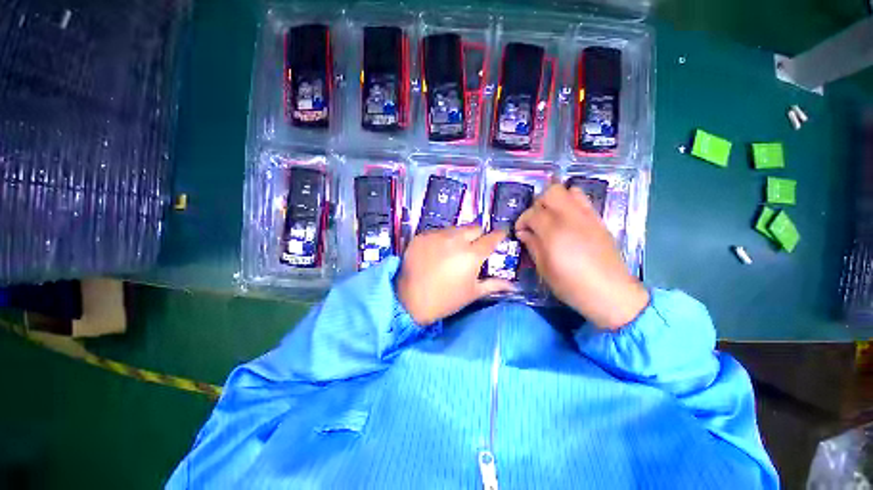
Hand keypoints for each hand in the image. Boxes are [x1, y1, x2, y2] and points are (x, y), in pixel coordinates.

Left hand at [397, 225, 514, 324]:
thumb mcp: (472, 293)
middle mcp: (456, 240)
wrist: (410, 301)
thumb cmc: (445, 300)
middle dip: (478, 234)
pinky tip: (436, 251)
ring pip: (455, 228)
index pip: (491, 237)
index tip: (501, 234)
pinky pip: (437, 232)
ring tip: (453, 250)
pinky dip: (441, 239)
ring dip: (458, 236)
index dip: (499, 234)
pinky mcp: (421, 236)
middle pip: (474, 227)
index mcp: (472, 254)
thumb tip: (513, 286)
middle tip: (474, 246)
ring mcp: (436, 235)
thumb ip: (494, 285)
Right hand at [515, 184, 648, 329]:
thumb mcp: (544, 269)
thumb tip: (523, 232)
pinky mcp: (599, 220)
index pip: (532, 213)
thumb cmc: (571, 285)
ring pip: (569, 191)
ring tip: (552, 216)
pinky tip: (567, 220)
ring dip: (555, 200)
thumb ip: (532, 245)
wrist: (610, 293)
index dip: (522, 221)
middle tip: (535, 221)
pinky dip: (571, 203)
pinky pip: (583, 200)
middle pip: (551, 193)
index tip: (521, 232)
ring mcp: (587, 217)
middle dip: (538, 204)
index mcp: (553, 232)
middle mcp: (570, 218)